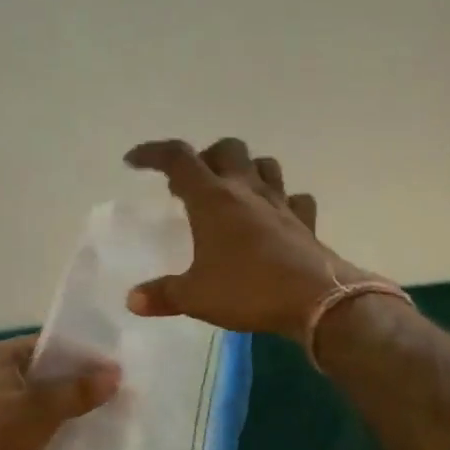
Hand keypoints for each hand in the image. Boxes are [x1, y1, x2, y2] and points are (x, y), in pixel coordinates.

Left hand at [0, 335, 119, 449]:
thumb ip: (78, 390)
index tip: (118, 369)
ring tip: (107, 420)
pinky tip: (78, 445)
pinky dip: (50, 433)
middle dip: (79, 385)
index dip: (83, 355)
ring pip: (38, 403)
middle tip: (119, 396)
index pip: (48, 344)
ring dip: (67, 412)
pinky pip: (28, 427)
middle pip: (45, 373)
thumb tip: (115, 372)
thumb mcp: (39, 411)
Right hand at [123, 138, 367, 336]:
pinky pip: (294, 199)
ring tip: (232, 192)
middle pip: (226, 149)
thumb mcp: (195, 297)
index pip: (178, 158)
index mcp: (212, 198)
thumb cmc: (248, 290)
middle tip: (191, 183)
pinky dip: (281, 202)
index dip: (153, 153)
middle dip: (205, 157)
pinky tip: (274, 217)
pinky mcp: (304, 221)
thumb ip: (163, 295)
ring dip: (245, 170)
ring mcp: (280, 203)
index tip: (134, 162)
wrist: (316, 300)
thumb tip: (133, 300)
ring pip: (264, 165)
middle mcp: (246, 190)